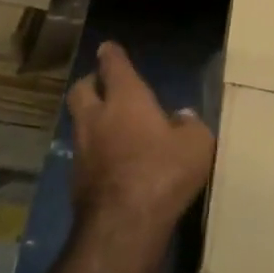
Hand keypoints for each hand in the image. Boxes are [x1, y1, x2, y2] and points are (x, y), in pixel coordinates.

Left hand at [66, 41, 215, 244]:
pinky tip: (111, 162)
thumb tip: (182, 117)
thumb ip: (190, 125)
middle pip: (82, 89)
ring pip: (79, 123)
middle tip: (104, 85)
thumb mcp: (196, 145)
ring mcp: (82, 149)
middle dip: (91, 83)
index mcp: (126, 99)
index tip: (108, 48)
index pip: (113, 66)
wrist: (124, 224)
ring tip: (110, 126)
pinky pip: (84, 154)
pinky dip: (95, 152)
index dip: (112, 55)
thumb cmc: (164, 172)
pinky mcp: (77, 180)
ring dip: (91, 119)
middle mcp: (97, 117)